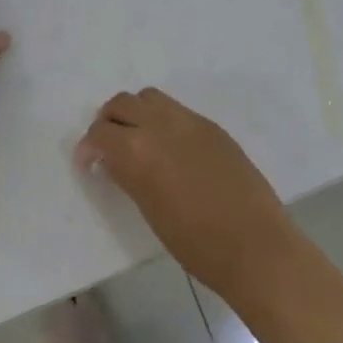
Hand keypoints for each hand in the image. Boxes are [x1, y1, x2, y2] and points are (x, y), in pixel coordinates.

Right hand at [75, 88, 298, 298]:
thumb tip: (113, 160)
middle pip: (122, 103)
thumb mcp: (149, 209)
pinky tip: (170, 148)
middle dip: (108, 122)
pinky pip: (177, 110)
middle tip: (108, 147)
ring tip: (138, 141)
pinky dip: (163, 120)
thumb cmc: (195, 243)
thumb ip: (128, 176)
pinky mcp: (213, 127)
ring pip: (150, 97)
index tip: (89, 164)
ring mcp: (190, 121)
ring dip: (136, 113)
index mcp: (138, 151)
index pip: (100, 133)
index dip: (88, 148)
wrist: (254, 244)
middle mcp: (161, 125)